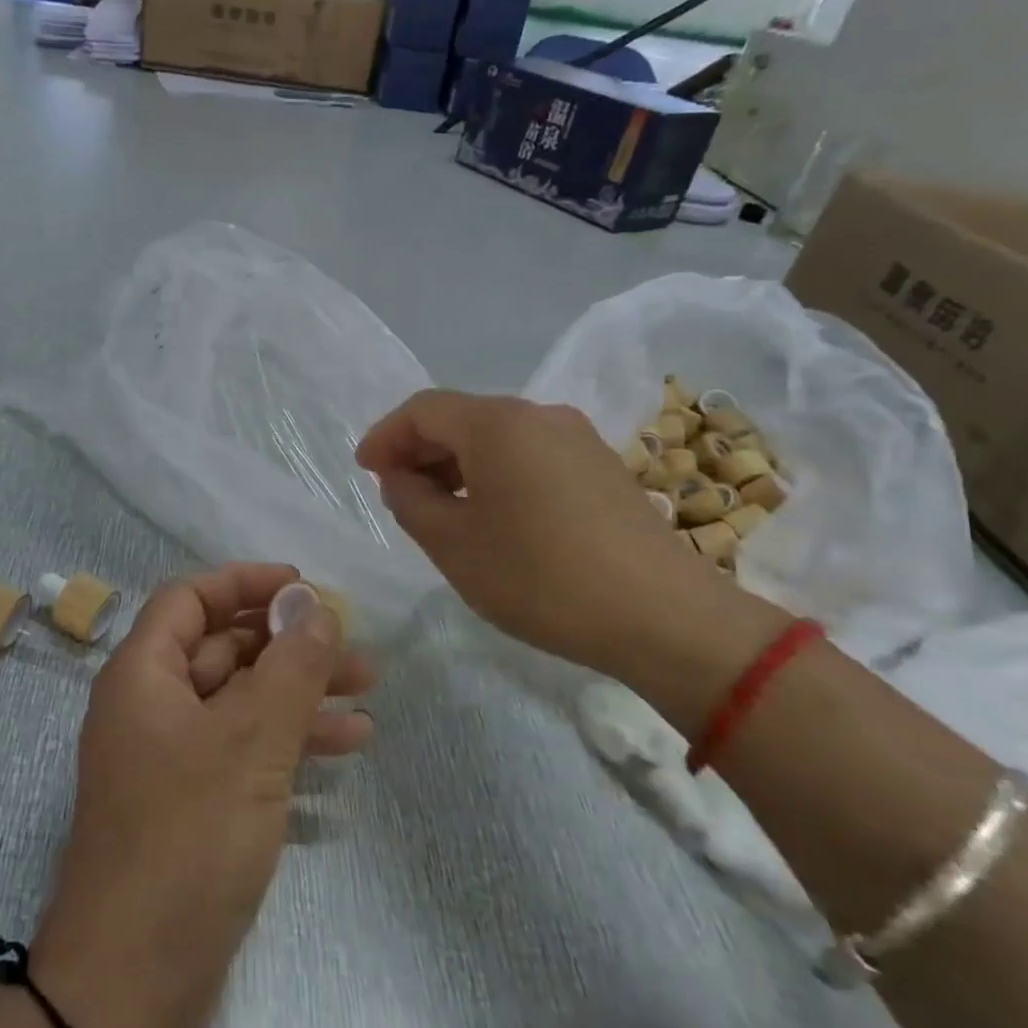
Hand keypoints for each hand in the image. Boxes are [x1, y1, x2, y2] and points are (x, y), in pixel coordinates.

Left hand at [31, 564, 372, 1027]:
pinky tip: (345, 747)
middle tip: (354, 649)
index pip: (191, 599)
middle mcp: (151, 706)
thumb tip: (317, 605)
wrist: (132, 984)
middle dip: (288, 644)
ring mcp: (171, 758)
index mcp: (143, 675)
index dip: (245, 583)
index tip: (303, 586)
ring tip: (368, 697)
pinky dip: (289, 741)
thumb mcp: (251, 741)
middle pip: (224, 649)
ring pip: (241, 701)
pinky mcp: (191, 803)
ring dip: (299, 693)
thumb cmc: (187, 839)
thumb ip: (290, 666)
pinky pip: (243, 750)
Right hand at [356, 391, 777, 683]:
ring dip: (457, 465)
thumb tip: (401, 478)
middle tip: (396, 492)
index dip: (385, 436)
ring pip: (497, 438)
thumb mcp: (453, 545)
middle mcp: (539, 416)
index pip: (423, 410)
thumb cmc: (540, 577)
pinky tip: (491, 516)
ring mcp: (577, 439)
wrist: (663, 616)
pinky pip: (530, 456)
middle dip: (420, 450)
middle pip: (461, 418)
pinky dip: (494, 475)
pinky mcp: (602, 467)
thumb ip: (410, 501)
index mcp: (497, 424)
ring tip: (438, 509)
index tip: (364, 471)